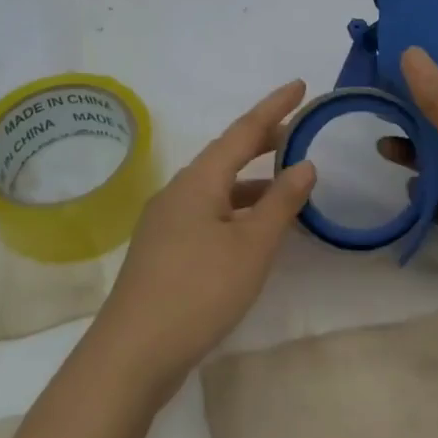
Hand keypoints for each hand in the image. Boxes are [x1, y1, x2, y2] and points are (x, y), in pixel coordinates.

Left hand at [91, 80, 316, 393]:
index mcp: (198, 181)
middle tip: (298, 134)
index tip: (300, 85)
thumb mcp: (251, 247)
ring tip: (286, 186)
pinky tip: (252, 232)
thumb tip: (305, 164)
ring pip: (216, 188)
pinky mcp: (163, 251)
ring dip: (251, 182)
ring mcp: (165, 222)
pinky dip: (236, 210)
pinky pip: (207, 214)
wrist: (133, 352)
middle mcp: (178, 192)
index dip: (274, 107)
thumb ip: (280, 203)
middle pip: (225, 156)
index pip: (242, 131)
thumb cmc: (199, 291)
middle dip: (262, 142)